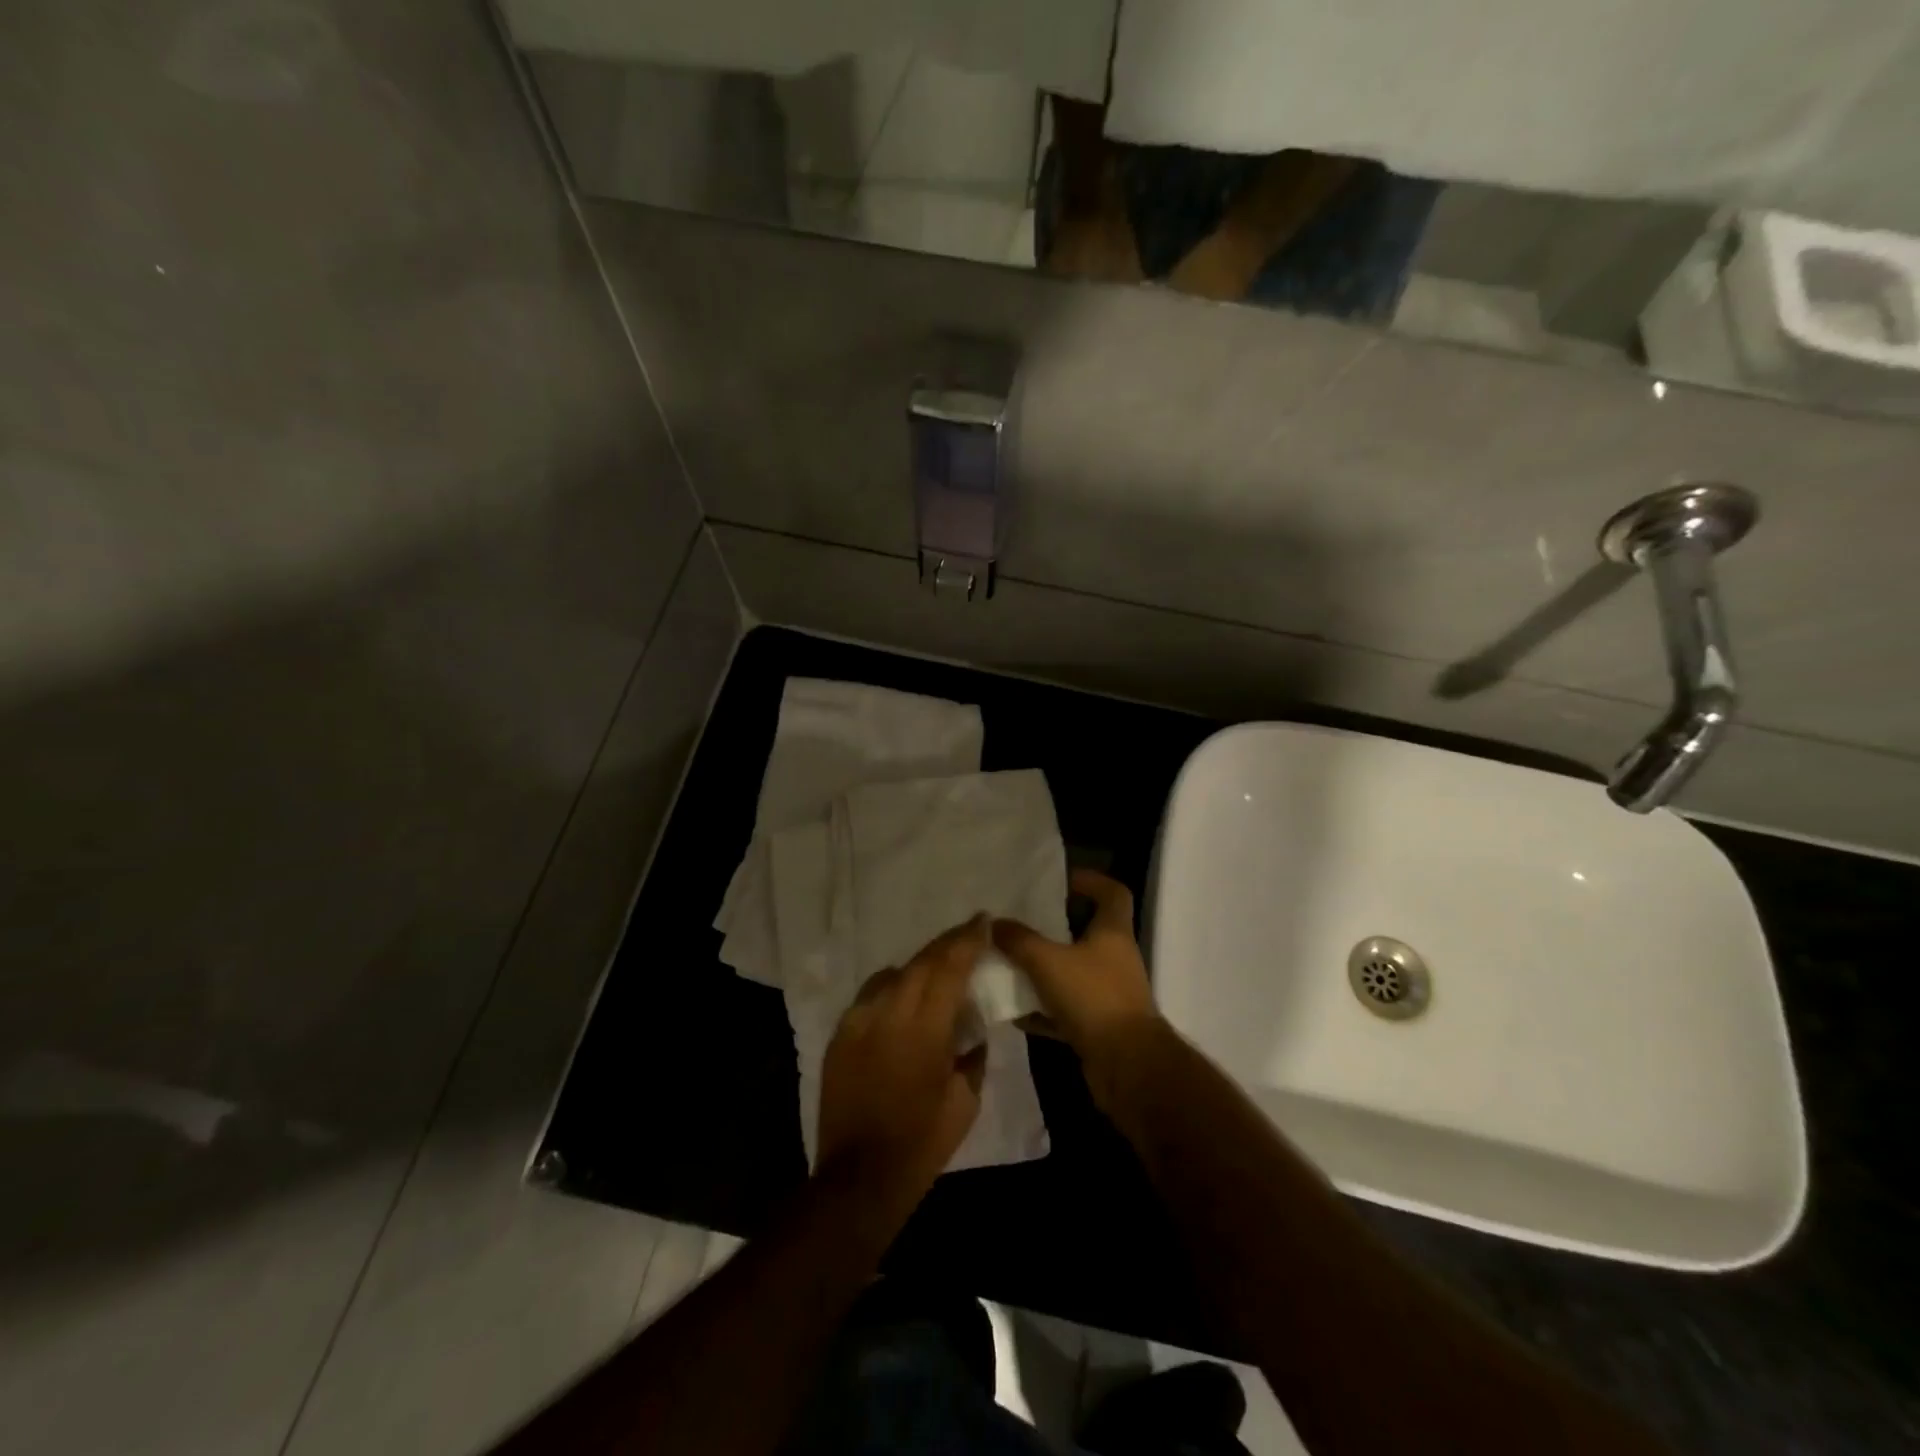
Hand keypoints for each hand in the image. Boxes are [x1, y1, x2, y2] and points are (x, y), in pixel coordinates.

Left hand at [816, 917, 989, 1215]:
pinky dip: (891, 988)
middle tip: (968, 934)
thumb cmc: (922, 1143)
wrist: (858, 1178)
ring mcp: (858, 1022)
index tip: (983, 920)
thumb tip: (972, 1029)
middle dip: (947, 944)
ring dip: (918, 966)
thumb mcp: (964, 1101)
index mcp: (924, 1029)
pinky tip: (902, 1000)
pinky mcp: (840, 1035)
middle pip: (920, 962)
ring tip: (936, 968)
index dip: (968, 940)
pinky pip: (869, 996)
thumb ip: (972, 1055)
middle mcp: (888, 1013)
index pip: (949, 968)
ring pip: (892, 975)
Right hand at [993, 870, 1164, 1109]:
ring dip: (1045, 972)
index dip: (1091, 881)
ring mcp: (1109, 994)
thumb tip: (992, 923)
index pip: (1113, 893)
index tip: (1063, 881)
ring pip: (1074, 973)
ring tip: (1011, 966)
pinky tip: (1015, 1013)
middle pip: (1088, 933)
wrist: (1127, 1066)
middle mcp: (1115, 959)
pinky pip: (1067, 1010)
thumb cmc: (1093, 998)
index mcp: (1113, 933)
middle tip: (1022, 924)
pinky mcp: (1100, 1026)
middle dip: (1055, 929)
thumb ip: (1019, 940)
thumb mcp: (1048, 962)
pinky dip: (1044, 1010)